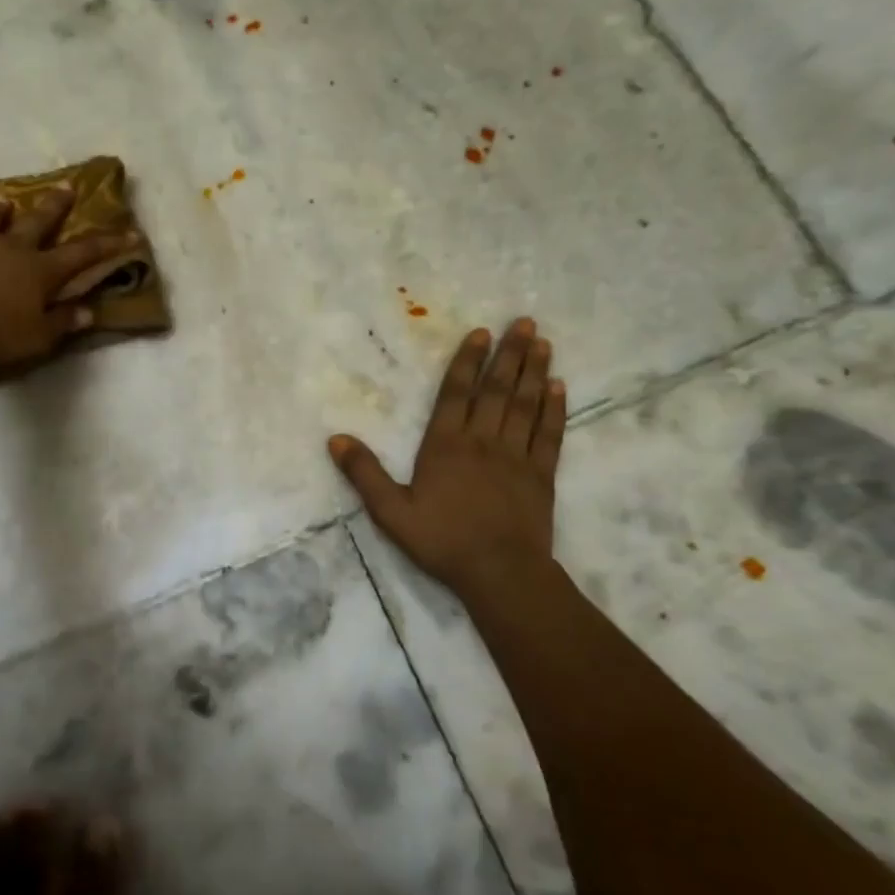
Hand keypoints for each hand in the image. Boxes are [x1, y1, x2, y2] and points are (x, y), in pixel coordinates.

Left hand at [0, 190, 136, 369]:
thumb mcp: (37, 336)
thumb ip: (62, 322)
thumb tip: (88, 312)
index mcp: (40, 271)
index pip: (83, 254)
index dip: (109, 244)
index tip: (131, 232)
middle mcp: (11, 249)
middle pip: (38, 222)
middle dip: (56, 205)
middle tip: (68, 185)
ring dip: (0, 212)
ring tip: (4, 201)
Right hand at [329, 318, 565, 596]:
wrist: (499, 572)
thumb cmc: (442, 540)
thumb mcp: (390, 511)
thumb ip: (364, 473)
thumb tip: (335, 439)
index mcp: (445, 446)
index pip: (456, 394)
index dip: (468, 362)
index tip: (481, 333)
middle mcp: (483, 441)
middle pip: (497, 390)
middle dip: (510, 354)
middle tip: (525, 322)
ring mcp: (517, 456)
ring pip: (526, 405)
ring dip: (534, 371)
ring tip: (544, 342)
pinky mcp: (542, 475)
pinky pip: (550, 434)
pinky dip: (554, 409)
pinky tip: (559, 387)